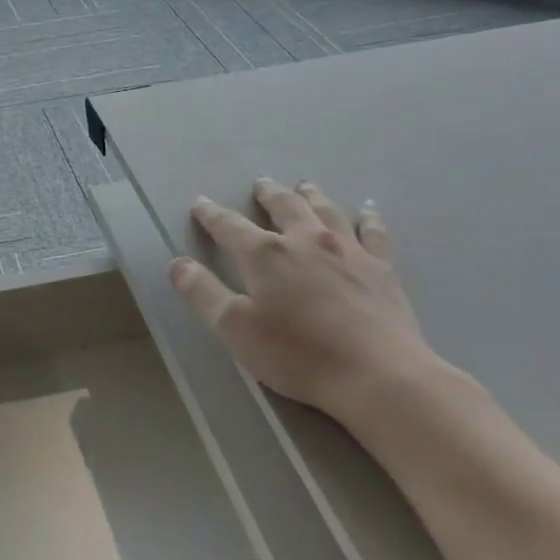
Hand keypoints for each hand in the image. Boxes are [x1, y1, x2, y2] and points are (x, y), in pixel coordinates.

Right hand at [169, 179, 437, 422]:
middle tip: (261, 184)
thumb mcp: (234, 329)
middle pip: (284, 207)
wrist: (377, 374)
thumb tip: (177, 264)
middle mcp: (306, 240)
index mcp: (265, 255)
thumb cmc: (296, 354)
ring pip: (327, 211)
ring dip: (312, 196)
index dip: (212, 215)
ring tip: (304, 186)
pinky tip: (366, 210)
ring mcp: (348, 250)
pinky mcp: (381, 268)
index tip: (200, 204)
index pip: (230, 226)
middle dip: (268, 195)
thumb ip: (203, 293)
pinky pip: (373, 232)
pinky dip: (367, 217)